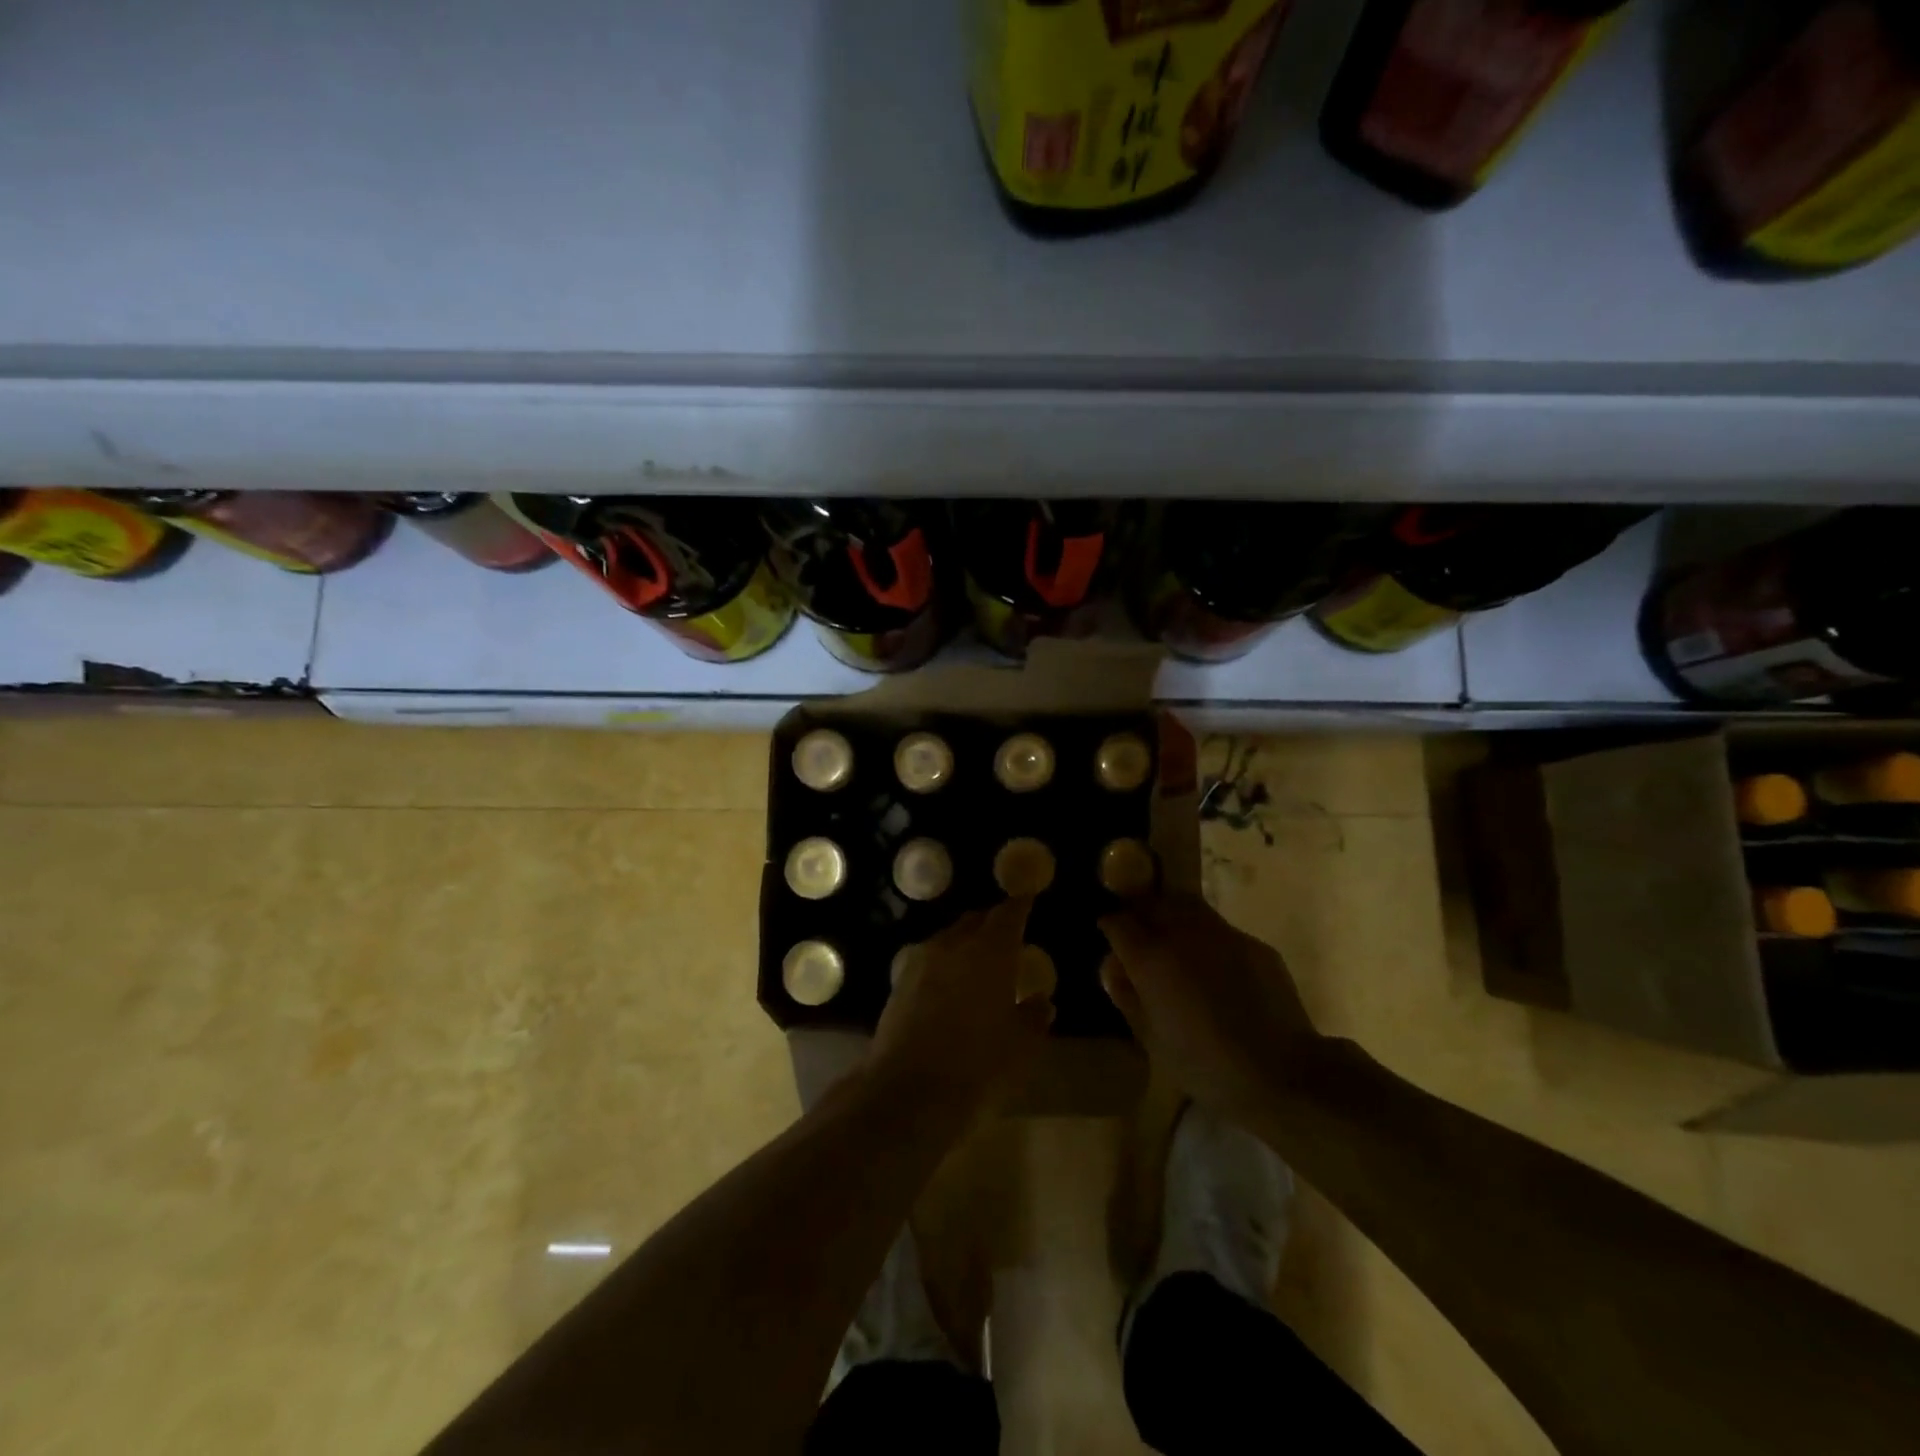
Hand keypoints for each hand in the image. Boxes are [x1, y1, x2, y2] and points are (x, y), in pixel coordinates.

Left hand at [871, 896, 1053, 1119]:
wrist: (908, 1091)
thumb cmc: (978, 1065)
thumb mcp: (1020, 1046)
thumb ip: (1033, 1017)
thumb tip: (1041, 1001)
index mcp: (991, 951)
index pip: (1009, 914)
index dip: (1020, 906)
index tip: (1029, 900)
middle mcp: (954, 944)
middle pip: (976, 920)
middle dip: (992, 923)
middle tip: (1007, 934)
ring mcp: (922, 960)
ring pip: (949, 937)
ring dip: (966, 942)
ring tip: (979, 961)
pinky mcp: (899, 981)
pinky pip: (929, 958)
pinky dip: (944, 962)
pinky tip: (950, 983)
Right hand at [1099, 893, 1322, 1120]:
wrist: (1283, 1073)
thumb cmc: (1205, 1065)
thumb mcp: (1152, 1040)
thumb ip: (1127, 998)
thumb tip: (1114, 970)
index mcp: (1151, 957)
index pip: (1118, 922)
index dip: (1109, 927)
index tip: (1109, 937)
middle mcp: (1183, 933)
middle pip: (1153, 902)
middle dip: (1141, 912)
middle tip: (1140, 933)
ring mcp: (1223, 934)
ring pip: (1188, 906)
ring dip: (1174, 916)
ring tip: (1175, 941)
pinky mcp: (1254, 944)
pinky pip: (1221, 930)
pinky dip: (1208, 939)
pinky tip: (1215, 969)